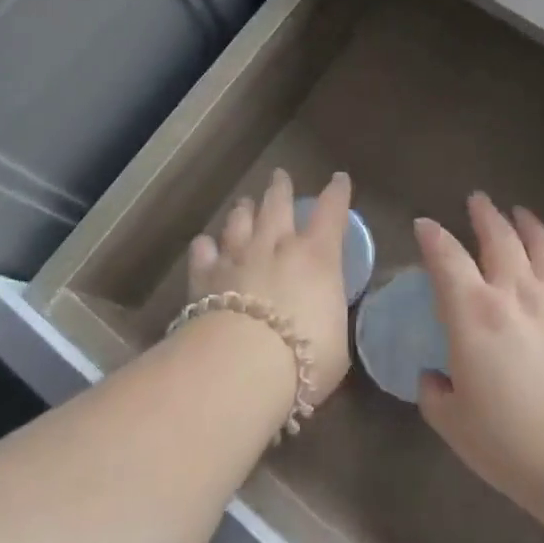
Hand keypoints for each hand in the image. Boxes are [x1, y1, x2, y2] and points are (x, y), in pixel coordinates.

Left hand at [188, 169, 354, 400]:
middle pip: (277, 205)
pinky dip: (205, 246)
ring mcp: (237, 257)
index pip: (332, 213)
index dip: (337, 194)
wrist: (240, 367)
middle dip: (280, 188)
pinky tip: (204, 245)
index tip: (339, 179)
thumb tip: (322, 313)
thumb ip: (327, 316)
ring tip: (244, 203)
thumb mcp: (336, 341)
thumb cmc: (304, 357)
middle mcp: (276, 246)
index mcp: (316, 257)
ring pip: (239, 222)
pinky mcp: (204, 277)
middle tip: (279, 175)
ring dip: (244, 210)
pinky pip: (203, 252)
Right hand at [415, 195, 543, 514]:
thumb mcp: (455, 425)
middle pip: (498, 237)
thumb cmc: (513, 445)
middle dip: (484, 214)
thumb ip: (436, 395)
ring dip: (529, 223)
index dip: (432, 236)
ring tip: (521, 212)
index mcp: (473, 312)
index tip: (425, 225)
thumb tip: (432, 378)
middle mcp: (516, 291)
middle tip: (478, 200)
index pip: (446, 258)